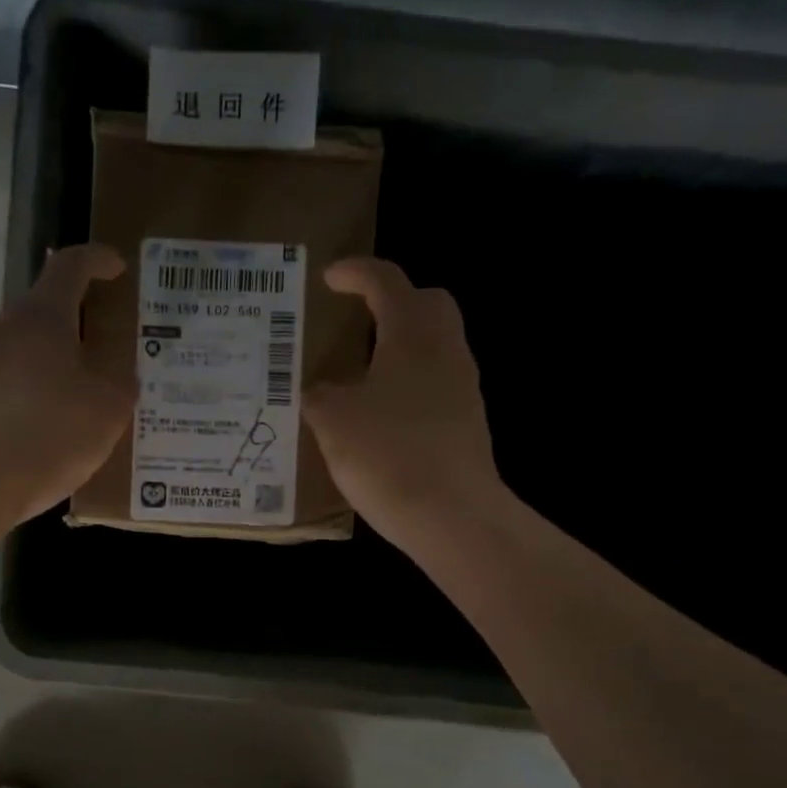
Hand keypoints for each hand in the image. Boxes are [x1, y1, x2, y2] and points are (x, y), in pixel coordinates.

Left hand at [0, 243, 131, 520]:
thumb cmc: (51, 432)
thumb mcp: (108, 409)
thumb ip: (121, 384)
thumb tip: (119, 378)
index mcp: (42, 316)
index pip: (71, 266)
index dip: (98, 260)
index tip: (118, 268)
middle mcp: (7, 328)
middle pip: (46, 306)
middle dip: (79, 316)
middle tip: (110, 338)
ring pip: (30, 345)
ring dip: (60, 356)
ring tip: (91, 385)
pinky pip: (16, 378)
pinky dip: (42, 386)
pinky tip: (61, 419)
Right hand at [305, 258, 500, 547]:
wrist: (451, 515)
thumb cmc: (388, 454)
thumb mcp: (333, 422)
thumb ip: (319, 396)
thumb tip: (320, 391)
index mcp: (412, 334)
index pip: (386, 282)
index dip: (356, 273)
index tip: (330, 277)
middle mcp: (445, 350)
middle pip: (427, 303)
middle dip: (393, 301)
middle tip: (359, 318)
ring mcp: (463, 387)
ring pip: (435, 346)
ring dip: (401, 346)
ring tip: (362, 373)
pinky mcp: (467, 423)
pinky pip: (436, 384)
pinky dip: (409, 384)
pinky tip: (381, 416)